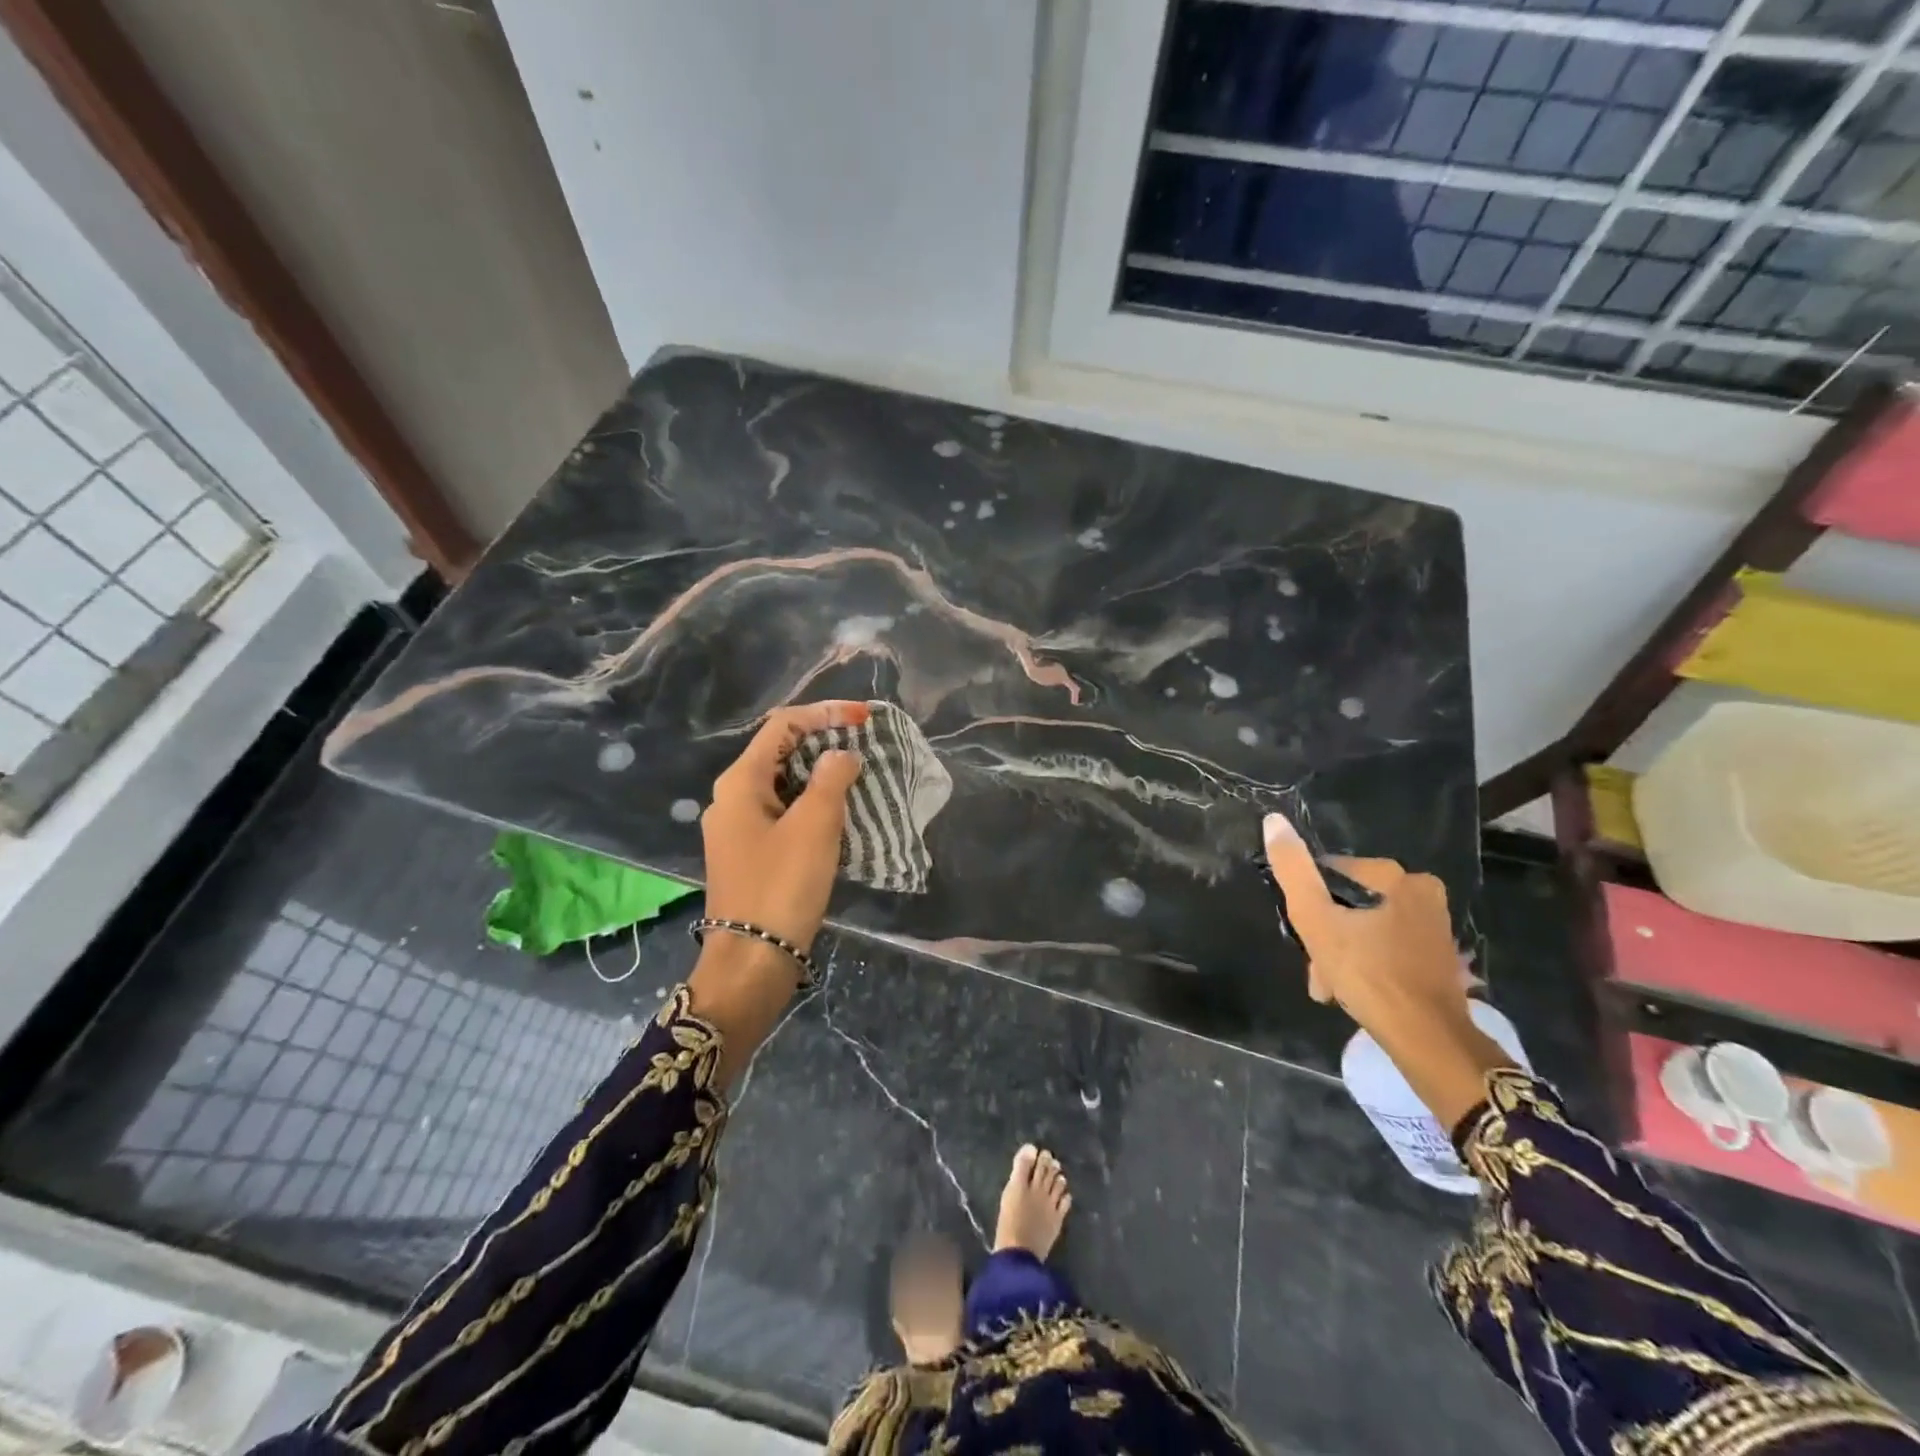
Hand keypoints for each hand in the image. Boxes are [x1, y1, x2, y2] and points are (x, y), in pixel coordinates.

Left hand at [702, 700, 867, 953]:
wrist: (752, 960)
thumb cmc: (783, 885)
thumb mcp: (815, 826)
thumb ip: (831, 779)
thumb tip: (841, 755)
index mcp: (740, 782)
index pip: (783, 726)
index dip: (825, 714)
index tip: (863, 718)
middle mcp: (731, 797)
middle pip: (780, 752)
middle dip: (823, 743)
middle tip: (864, 746)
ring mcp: (737, 827)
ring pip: (783, 784)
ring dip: (819, 775)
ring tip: (859, 776)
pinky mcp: (748, 853)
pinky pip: (782, 812)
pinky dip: (810, 804)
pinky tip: (838, 814)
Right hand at [1263, 812, 1507, 1128]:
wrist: (1427, 1038)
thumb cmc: (1368, 973)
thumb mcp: (1316, 919)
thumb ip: (1293, 870)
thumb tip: (1273, 821)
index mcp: (1397, 876)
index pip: (1332, 873)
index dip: (1310, 904)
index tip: (1303, 937)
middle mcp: (1424, 892)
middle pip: (1351, 904)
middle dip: (1329, 936)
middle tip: (1318, 970)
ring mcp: (1436, 926)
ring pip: (1369, 928)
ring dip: (1344, 953)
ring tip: (1332, 987)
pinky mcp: (1441, 956)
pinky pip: (1390, 948)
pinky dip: (1370, 964)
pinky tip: (1356, 990)